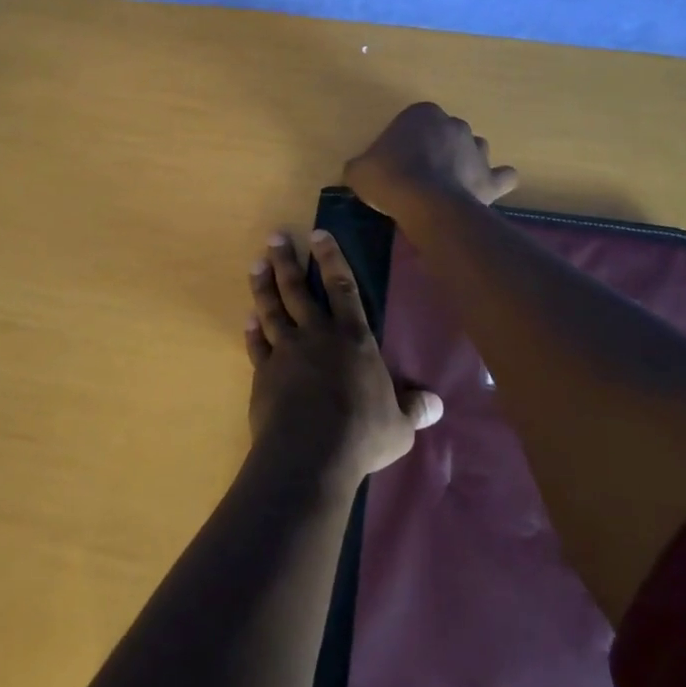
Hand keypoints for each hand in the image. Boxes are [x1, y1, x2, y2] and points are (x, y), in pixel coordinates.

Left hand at [246, 230, 442, 486]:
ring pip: (272, 310)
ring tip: (255, 265)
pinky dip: (253, 331)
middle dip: (286, 261)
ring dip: (263, 286)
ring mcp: (286, 351)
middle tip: (274, 238)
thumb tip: (437, 405)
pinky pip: (257, 345)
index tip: (317, 234)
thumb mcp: (399, 426)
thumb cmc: (361, 434)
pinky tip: (248, 320)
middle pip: (297, 290)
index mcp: (353, 339)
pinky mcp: (264, 373)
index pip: (342, 287)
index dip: (330, 258)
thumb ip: (414, 409)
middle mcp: (317, 335)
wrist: (309, 452)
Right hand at [343, 102, 519, 222]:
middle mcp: (454, 124)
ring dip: (465, 162)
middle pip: (446, 134)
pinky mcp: (491, 178)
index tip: (396, 162)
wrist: (424, 203)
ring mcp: (477, 150)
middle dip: (438, 150)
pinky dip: (496, 182)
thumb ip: (362, 165)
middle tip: (420, 174)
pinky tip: (484, 190)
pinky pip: (502, 176)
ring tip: (449, 184)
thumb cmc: (388, 177)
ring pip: (474, 150)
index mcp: (422, 113)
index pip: (414, 122)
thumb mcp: (359, 170)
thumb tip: (362, 171)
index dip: (406, 142)